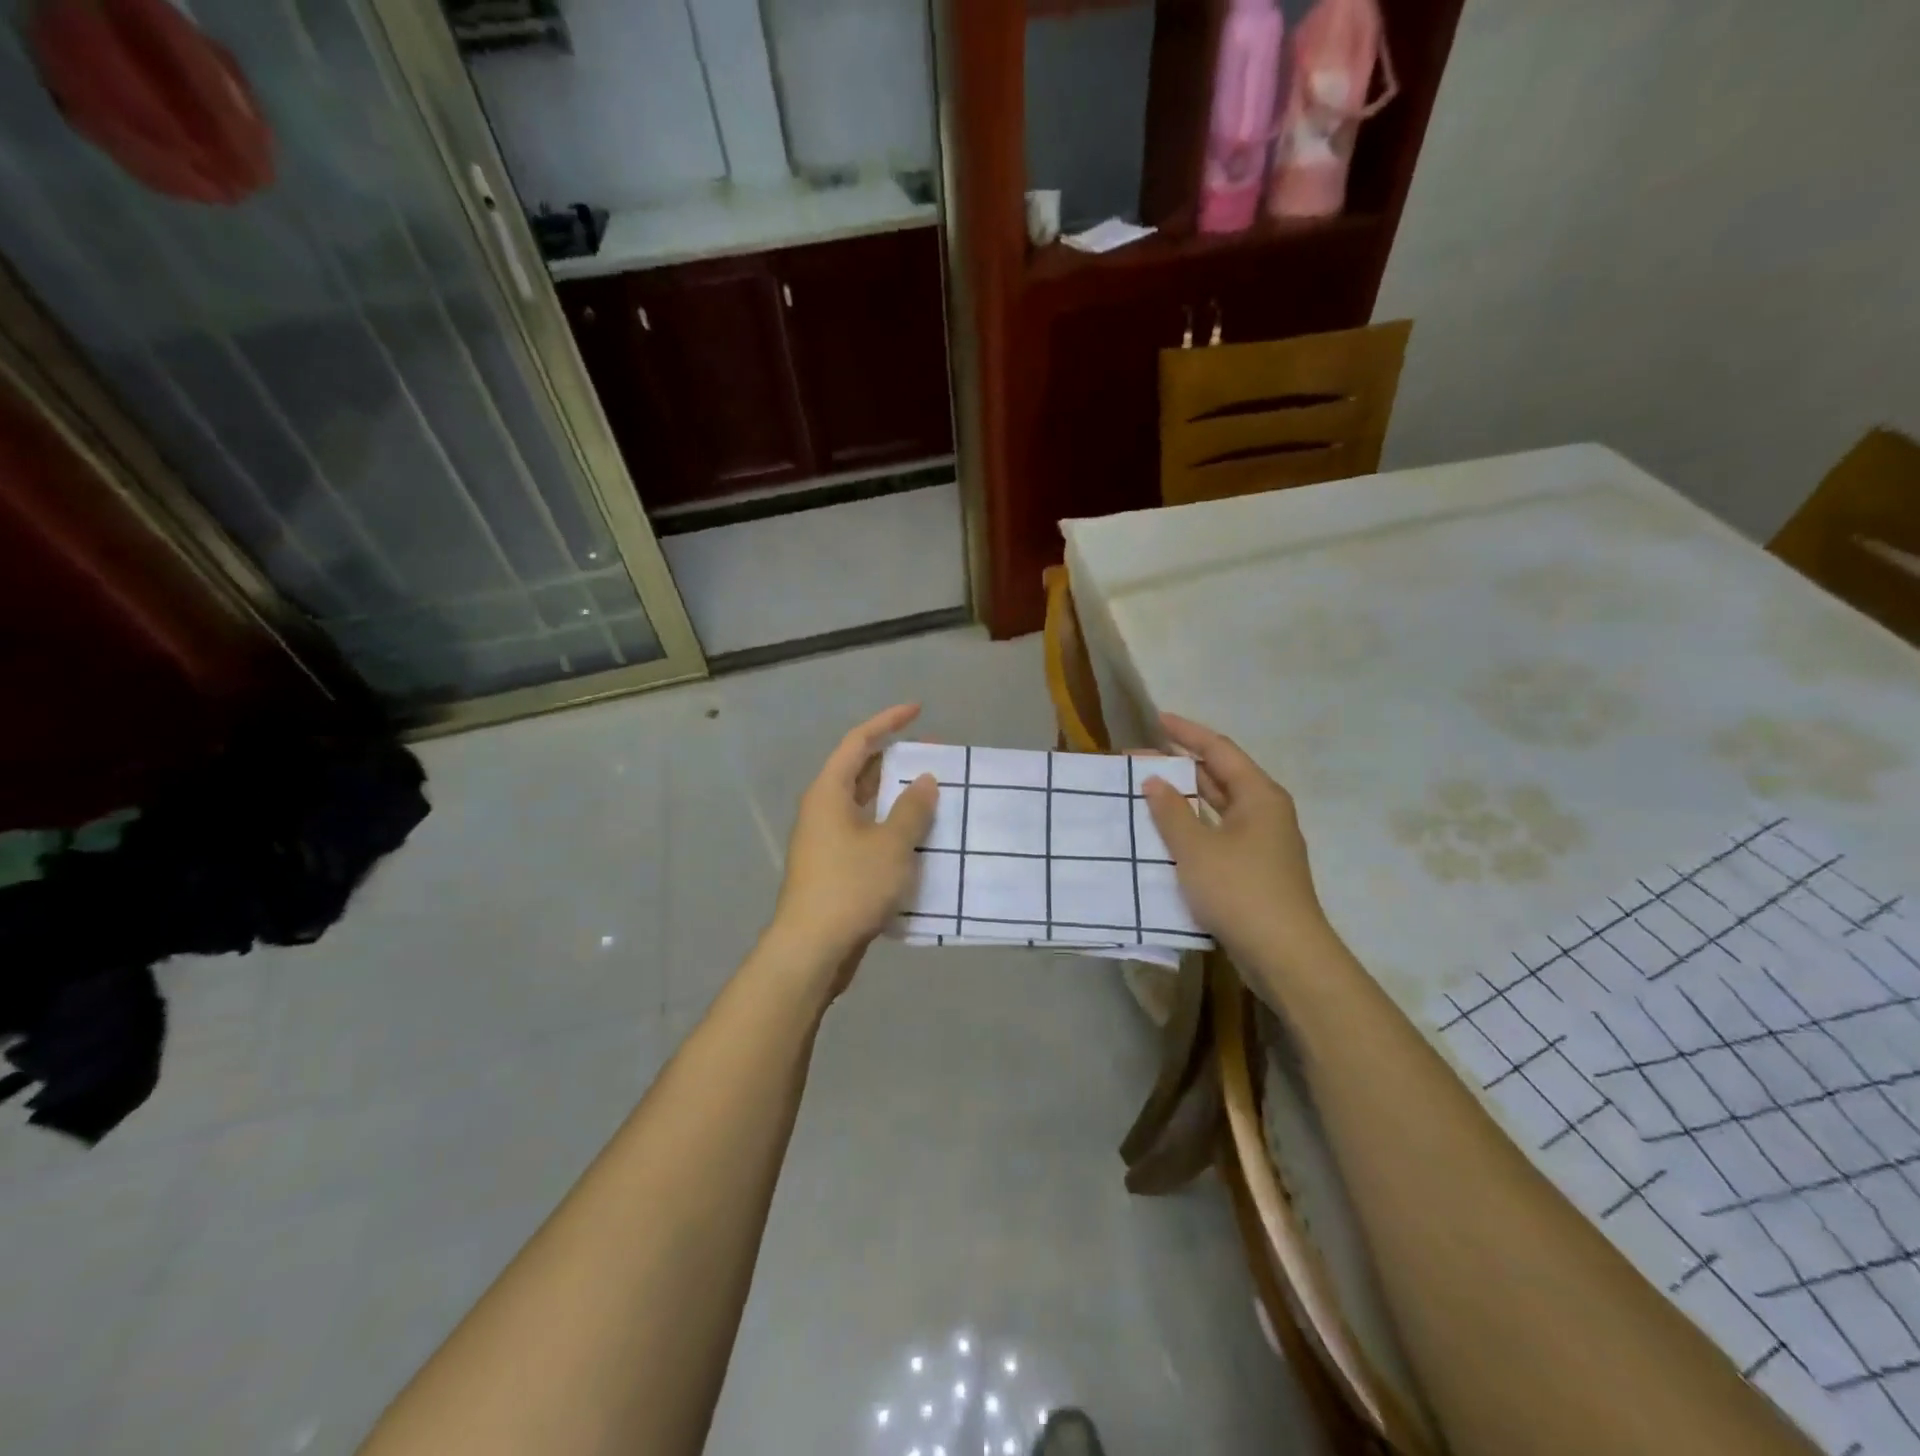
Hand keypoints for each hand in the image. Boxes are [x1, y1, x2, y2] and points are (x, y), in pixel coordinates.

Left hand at [768, 704, 937, 982]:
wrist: (813, 948)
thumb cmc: (851, 885)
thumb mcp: (891, 843)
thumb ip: (911, 808)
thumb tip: (925, 780)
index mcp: (828, 792)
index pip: (858, 742)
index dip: (887, 722)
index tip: (918, 711)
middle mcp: (823, 810)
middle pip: (861, 772)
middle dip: (897, 761)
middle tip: (935, 757)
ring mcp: (827, 841)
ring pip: (866, 807)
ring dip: (897, 799)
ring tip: (935, 795)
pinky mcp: (835, 868)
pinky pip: (867, 835)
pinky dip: (892, 829)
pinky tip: (919, 840)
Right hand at [1141, 713, 1333, 982]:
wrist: (1285, 955)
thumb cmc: (1240, 890)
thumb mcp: (1197, 848)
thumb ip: (1172, 812)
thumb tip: (1154, 781)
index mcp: (1259, 795)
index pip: (1219, 750)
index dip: (1187, 733)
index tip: (1157, 719)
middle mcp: (1265, 812)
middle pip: (1220, 776)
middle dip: (1180, 766)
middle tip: (1139, 760)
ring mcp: (1262, 843)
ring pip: (1218, 808)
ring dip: (1185, 799)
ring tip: (1146, 790)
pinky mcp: (1255, 870)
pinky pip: (1218, 834)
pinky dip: (1192, 828)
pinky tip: (1166, 834)